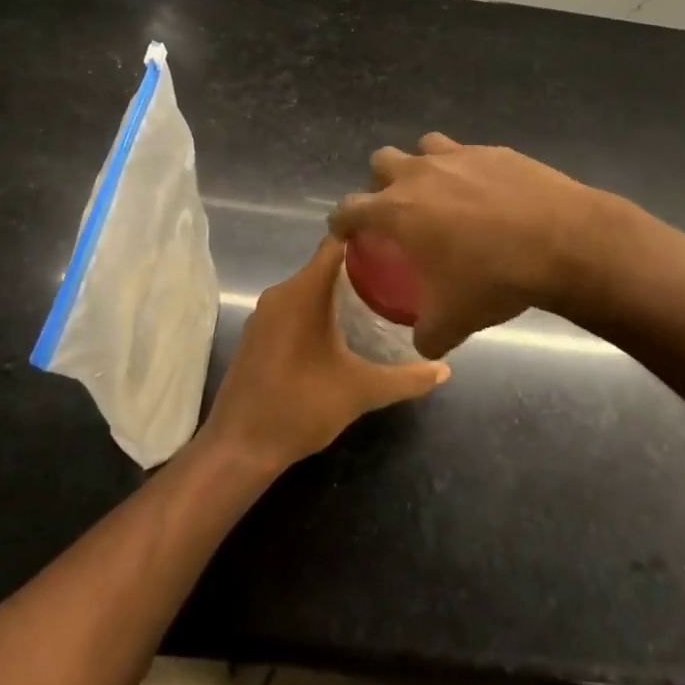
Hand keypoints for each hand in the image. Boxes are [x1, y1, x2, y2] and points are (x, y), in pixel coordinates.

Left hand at [202, 236, 449, 473]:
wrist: (240, 447)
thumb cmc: (301, 407)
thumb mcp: (360, 391)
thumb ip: (405, 379)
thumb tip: (444, 371)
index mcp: (303, 292)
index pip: (335, 244)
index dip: (364, 237)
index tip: (396, 242)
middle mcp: (280, 293)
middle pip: (324, 265)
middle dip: (359, 269)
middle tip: (397, 276)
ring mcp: (264, 314)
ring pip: (308, 287)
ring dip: (337, 292)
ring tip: (377, 301)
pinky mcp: (257, 334)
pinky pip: (292, 306)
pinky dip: (317, 309)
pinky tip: (341, 330)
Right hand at [328, 134, 599, 359]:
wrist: (562, 241)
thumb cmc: (494, 278)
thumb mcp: (453, 321)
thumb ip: (427, 334)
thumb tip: (422, 344)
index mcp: (398, 210)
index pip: (349, 209)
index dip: (342, 222)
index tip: (345, 232)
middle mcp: (420, 174)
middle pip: (381, 161)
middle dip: (380, 183)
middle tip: (397, 210)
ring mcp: (459, 156)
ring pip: (424, 147)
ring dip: (423, 166)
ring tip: (440, 194)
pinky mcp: (494, 150)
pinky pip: (468, 154)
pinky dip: (467, 170)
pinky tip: (488, 195)